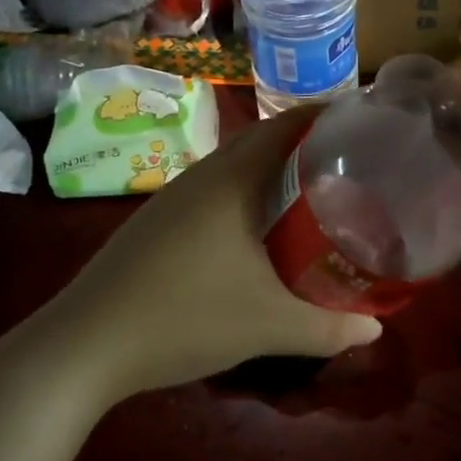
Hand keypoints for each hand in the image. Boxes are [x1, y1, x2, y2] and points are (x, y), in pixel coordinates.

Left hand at [37, 113, 382, 400]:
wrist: (85, 344)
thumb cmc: (185, 315)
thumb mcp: (268, 325)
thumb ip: (327, 328)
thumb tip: (375, 330)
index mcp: (233, 179)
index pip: (287, 126)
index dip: (325, 116)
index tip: (361, 124)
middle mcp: (204, 175)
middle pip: (262, 140)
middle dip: (303, 143)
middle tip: (346, 162)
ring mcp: (174, 196)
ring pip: (233, 165)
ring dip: (271, 168)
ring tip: (309, 191)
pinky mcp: (156, 220)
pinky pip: (213, 188)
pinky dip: (244, 192)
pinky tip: (253, 229)